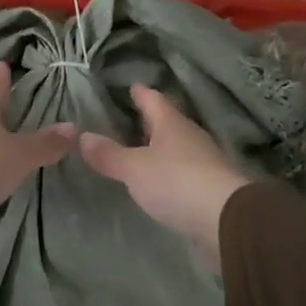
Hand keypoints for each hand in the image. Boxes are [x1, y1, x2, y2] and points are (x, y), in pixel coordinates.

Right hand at [79, 85, 250, 266]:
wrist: (226, 219)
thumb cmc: (177, 182)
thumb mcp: (135, 169)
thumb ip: (109, 154)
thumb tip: (79, 135)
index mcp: (171, 123)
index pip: (153, 99)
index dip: (141, 93)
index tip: (131, 86)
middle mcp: (189, 136)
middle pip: (167, 122)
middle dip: (149, 120)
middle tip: (128, 117)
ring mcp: (202, 161)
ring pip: (176, 146)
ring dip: (159, 146)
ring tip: (139, 149)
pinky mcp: (208, 187)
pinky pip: (182, 170)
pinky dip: (167, 170)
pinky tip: (158, 179)